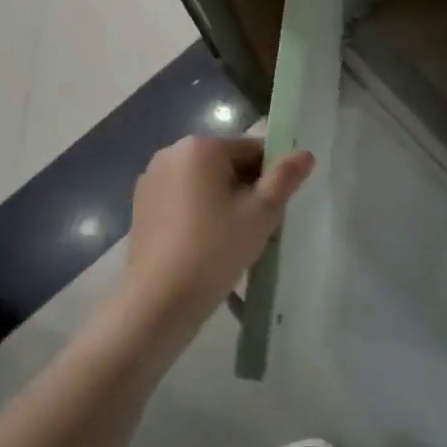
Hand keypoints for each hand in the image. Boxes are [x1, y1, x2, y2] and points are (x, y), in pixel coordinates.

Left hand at [116, 135, 314, 346]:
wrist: (158, 299)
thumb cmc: (215, 249)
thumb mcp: (261, 213)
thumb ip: (285, 178)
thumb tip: (305, 153)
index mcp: (200, 146)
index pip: (252, 149)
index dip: (271, 177)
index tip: (275, 210)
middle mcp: (171, 153)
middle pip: (225, 163)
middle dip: (245, 189)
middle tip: (255, 228)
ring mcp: (151, 179)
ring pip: (203, 183)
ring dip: (222, 201)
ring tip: (231, 240)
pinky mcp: (141, 205)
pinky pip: (181, 199)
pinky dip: (197, 213)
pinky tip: (204, 245)